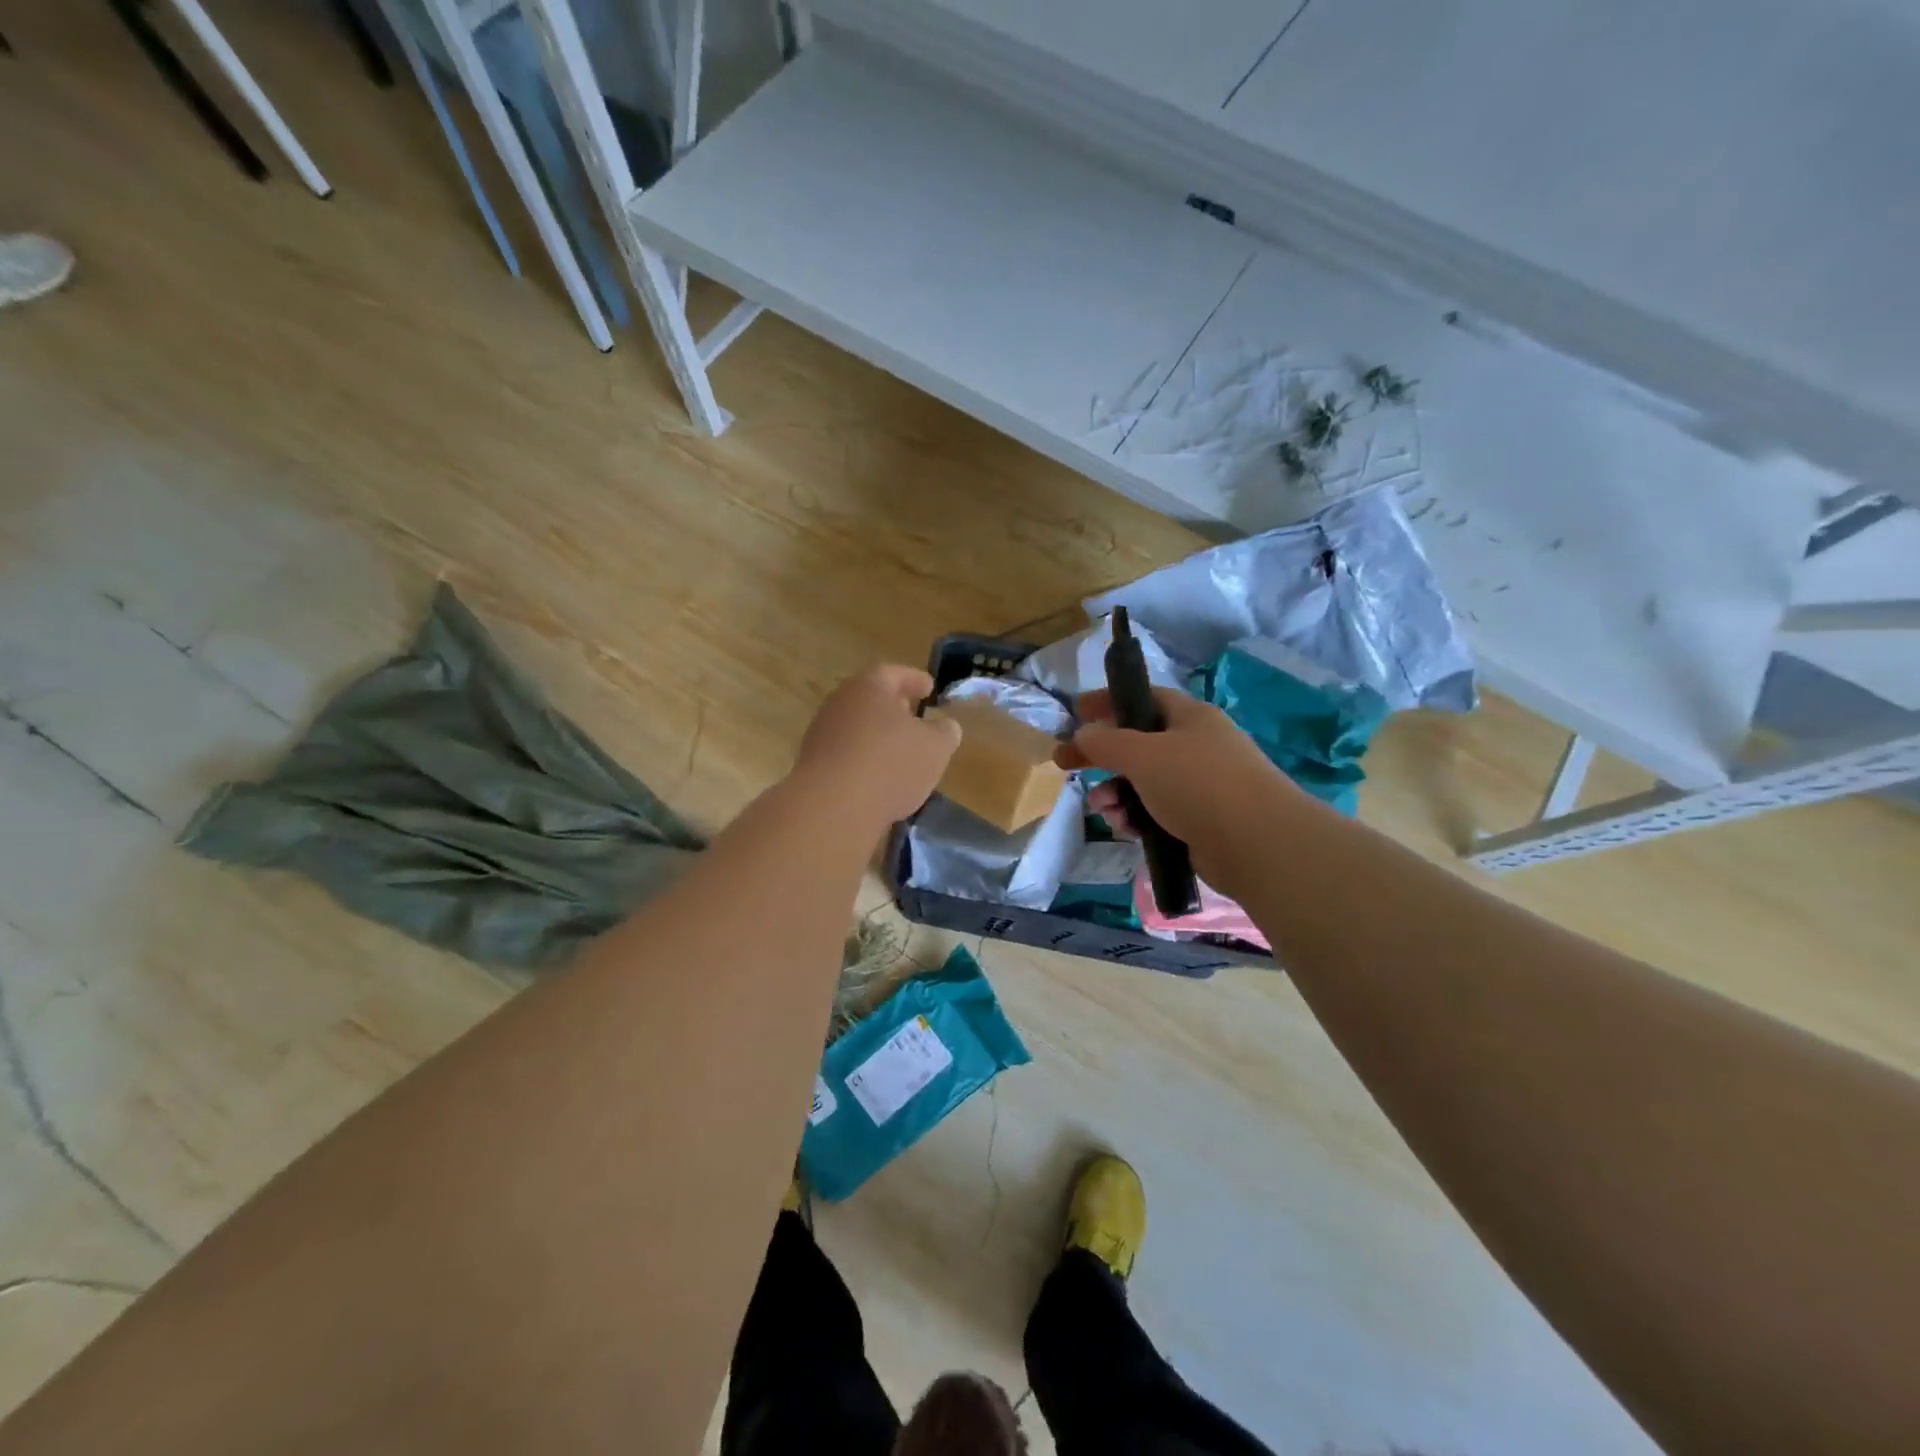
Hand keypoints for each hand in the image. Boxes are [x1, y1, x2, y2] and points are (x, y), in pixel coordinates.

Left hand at [794, 665, 961, 827]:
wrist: (832, 807)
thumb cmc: (890, 765)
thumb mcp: (935, 748)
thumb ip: (945, 733)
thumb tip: (946, 726)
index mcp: (869, 687)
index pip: (894, 673)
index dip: (914, 680)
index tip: (930, 688)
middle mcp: (840, 703)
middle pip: (870, 698)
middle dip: (894, 707)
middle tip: (914, 717)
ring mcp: (821, 733)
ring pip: (856, 727)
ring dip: (877, 736)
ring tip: (899, 752)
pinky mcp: (813, 765)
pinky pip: (846, 754)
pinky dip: (863, 759)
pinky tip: (878, 778)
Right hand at [1057, 688, 1304, 887]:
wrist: (1257, 844)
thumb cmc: (1198, 784)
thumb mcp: (1143, 754)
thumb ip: (1106, 741)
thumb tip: (1084, 734)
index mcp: (1190, 718)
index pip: (1143, 698)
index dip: (1108, 702)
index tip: (1075, 712)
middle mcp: (1196, 747)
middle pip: (1138, 744)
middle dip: (1102, 756)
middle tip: (1066, 765)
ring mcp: (1200, 786)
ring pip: (1143, 782)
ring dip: (1115, 792)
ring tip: (1104, 808)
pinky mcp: (1199, 822)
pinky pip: (1155, 812)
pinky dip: (1135, 817)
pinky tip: (1125, 828)